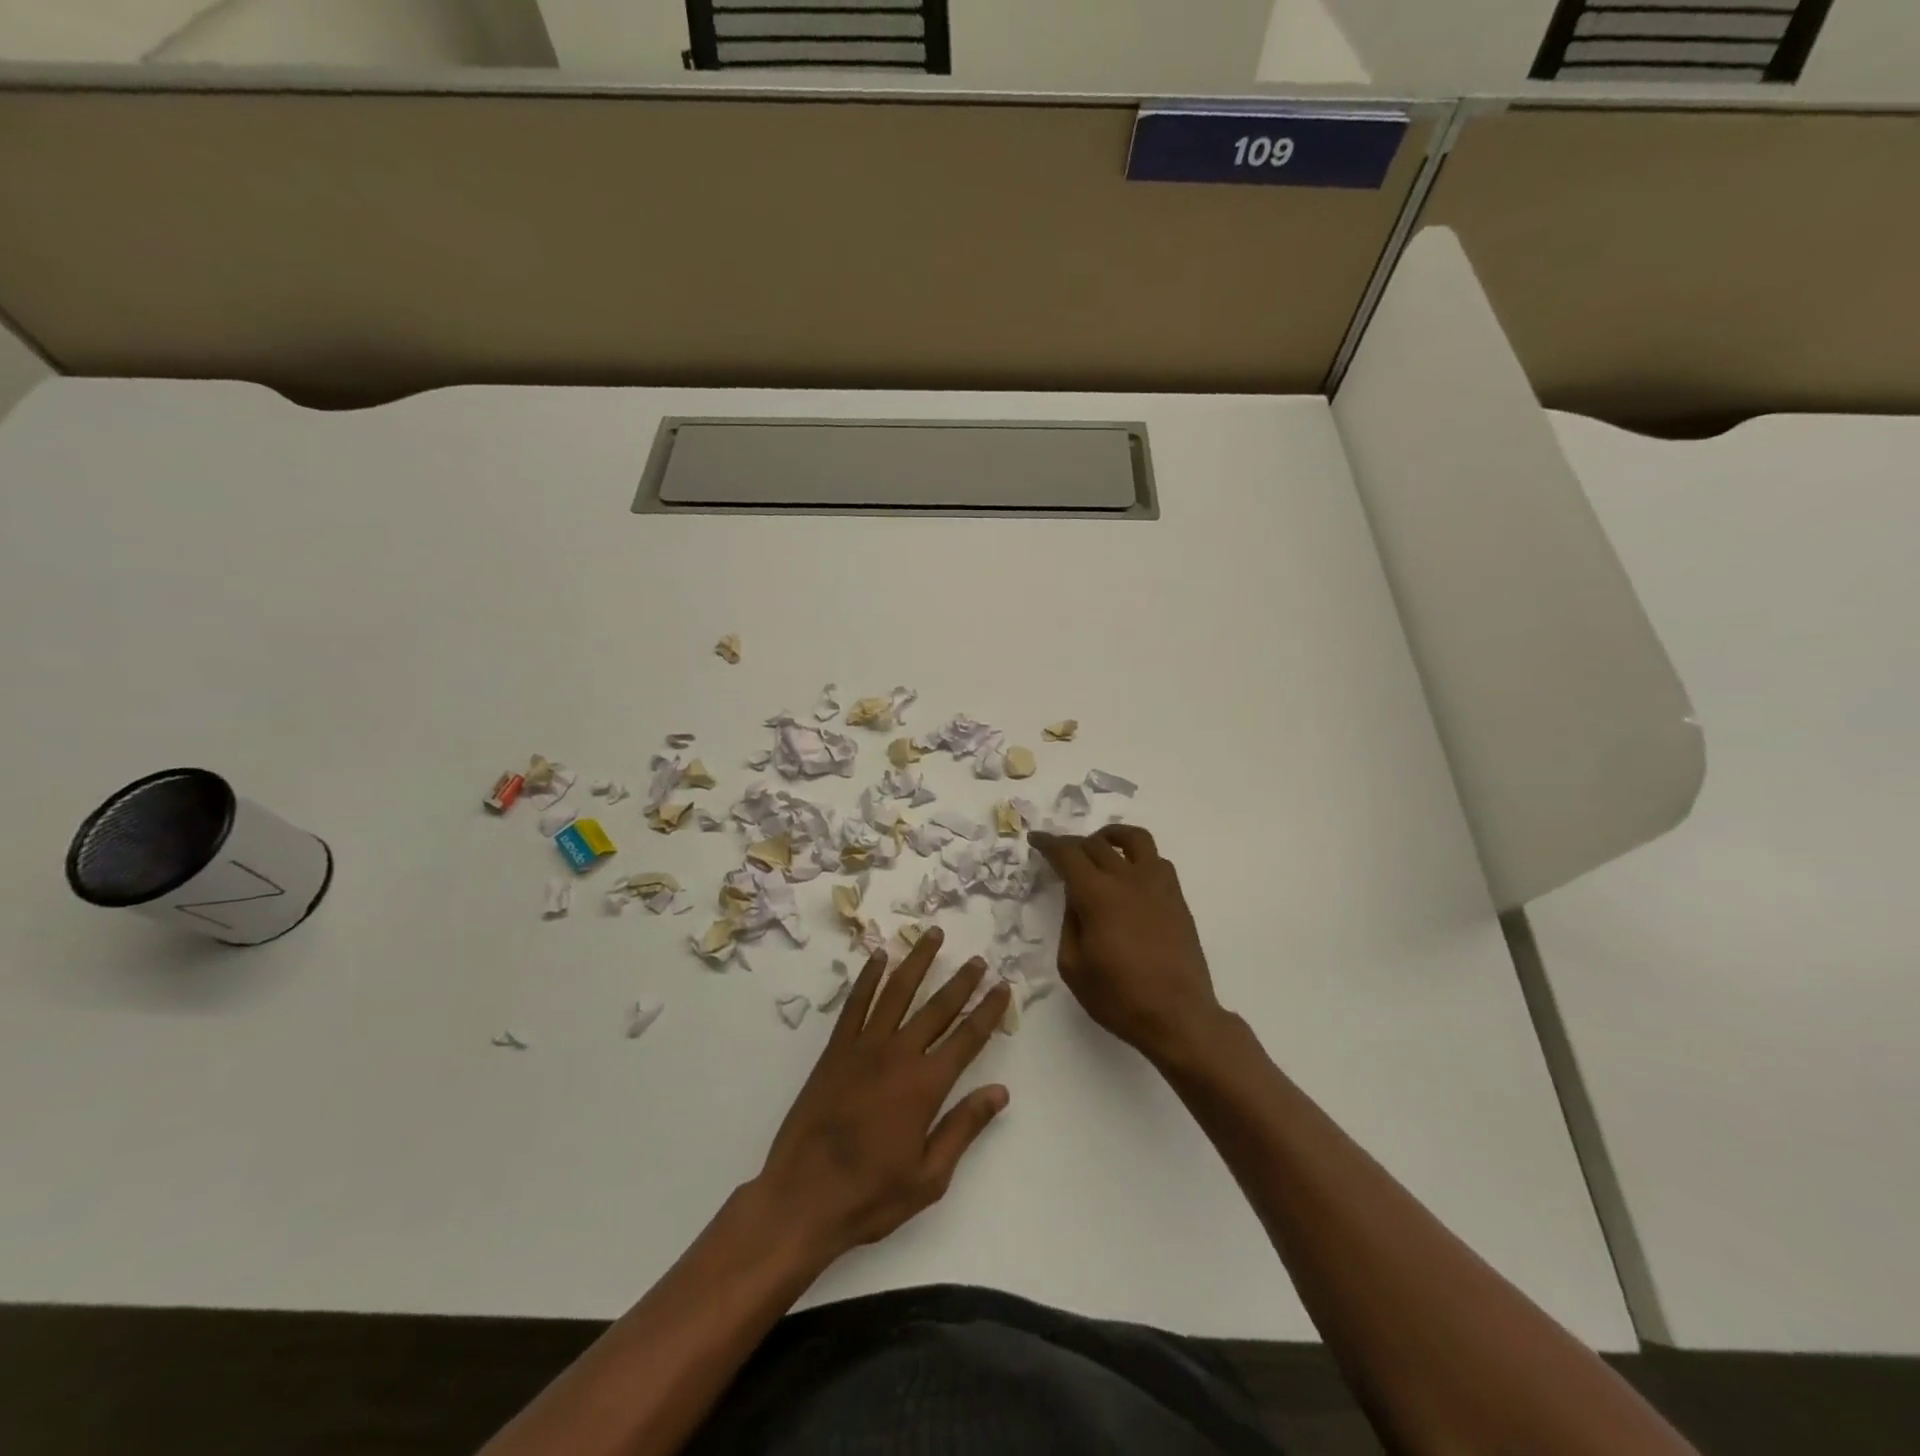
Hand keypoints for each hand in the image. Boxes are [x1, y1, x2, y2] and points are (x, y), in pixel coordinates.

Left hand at [755, 928, 1010, 1261]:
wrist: (802, 1198)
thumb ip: (964, 1127)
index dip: (988, 1011)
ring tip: (933, 935)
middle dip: (961, 982)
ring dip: (918, 961)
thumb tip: (1000, 1091)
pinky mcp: (835, 1050)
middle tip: (978, 959)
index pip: (967, 1039)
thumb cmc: (870, 1195)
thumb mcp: (930, 1177)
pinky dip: (868, 977)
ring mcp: (863, 1047)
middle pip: (937, 1008)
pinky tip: (879, 957)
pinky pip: (855, 1003)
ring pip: (896, 992)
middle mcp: (897, 1055)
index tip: (1003, 986)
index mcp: (925, 1086)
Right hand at [1028, 825, 1223, 1062]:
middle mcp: (1128, 880)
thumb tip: (1075, 899)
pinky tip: (1130, 875)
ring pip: (1135, 839)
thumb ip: (1069, 924)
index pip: (1068, 855)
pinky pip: (1157, 861)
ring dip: (1111, 836)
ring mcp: (1157, 885)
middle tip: (1060, 854)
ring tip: (1100, 847)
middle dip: (1073, 844)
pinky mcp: (1176, 898)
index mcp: (1098, 895)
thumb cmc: (1119, 997)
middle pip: (1096, 844)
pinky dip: (1138, 857)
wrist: (1178, 1016)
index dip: (1048, 843)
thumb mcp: (1074, 966)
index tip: (1036, 839)